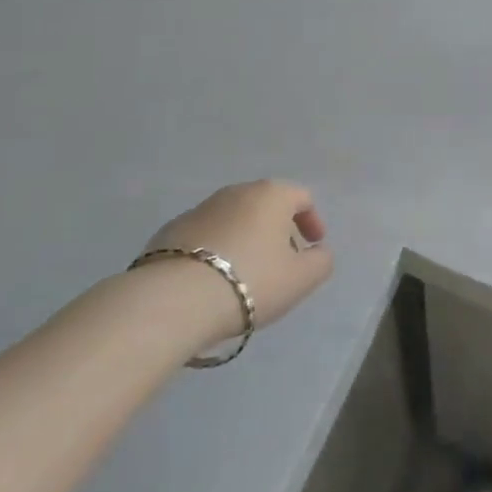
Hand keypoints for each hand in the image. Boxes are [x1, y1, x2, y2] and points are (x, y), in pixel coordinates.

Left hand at [140, 181, 333, 335]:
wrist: (174, 300)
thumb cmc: (250, 281)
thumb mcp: (301, 279)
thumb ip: (321, 262)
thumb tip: (319, 252)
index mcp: (270, 195)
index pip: (301, 197)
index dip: (312, 221)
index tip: (313, 247)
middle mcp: (236, 192)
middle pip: (265, 205)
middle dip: (277, 230)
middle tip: (280, 263)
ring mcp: (199, 209)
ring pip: (233, 219)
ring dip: (244, 240)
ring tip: (244, 275)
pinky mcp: (170, 232)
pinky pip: (204, 237)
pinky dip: (214, 251)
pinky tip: (211, 281)